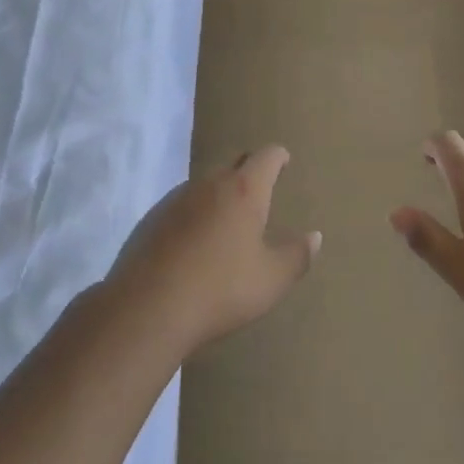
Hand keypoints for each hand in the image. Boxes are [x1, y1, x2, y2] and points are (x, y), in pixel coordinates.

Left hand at [105, 146, 320, 357]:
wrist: (148, 308)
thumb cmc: (220, 289)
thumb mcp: (270, 280)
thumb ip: (296, 256)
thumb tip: (315, 236)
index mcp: (243, 189)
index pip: (266, 156)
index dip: (277, 156)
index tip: (284, 160)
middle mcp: (210, 182)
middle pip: (234, 164)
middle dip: (249, 171)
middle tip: (259, 190)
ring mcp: (177, 197)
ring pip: (206, 184)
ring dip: (219, 194)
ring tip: (227, 220)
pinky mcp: (153, 218)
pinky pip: (183, 205)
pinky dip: (195, 214)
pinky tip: (194, 243)